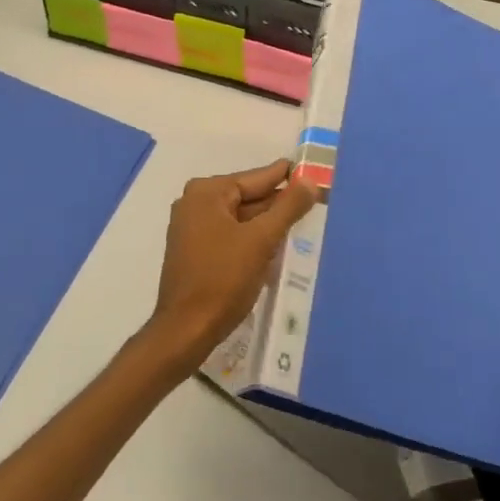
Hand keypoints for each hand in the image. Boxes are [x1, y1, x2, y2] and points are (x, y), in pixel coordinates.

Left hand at [143, 160, 316, 374]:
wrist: (187, 329)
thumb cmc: (223, 279)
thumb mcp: (261, 240)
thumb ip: (287, 207)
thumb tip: (309, 181)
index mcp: (207, 193)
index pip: (255, 178)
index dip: (286, 177)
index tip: (311, 171)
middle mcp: (194, 203)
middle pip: (246, 197)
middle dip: (278, 202)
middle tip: (313, 199)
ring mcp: (191, 227)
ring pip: (239, 217)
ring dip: (266, 222)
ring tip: (301, 219)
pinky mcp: (194, 250)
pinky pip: (230, 234)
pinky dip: (251, 237)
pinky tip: (275, 243)